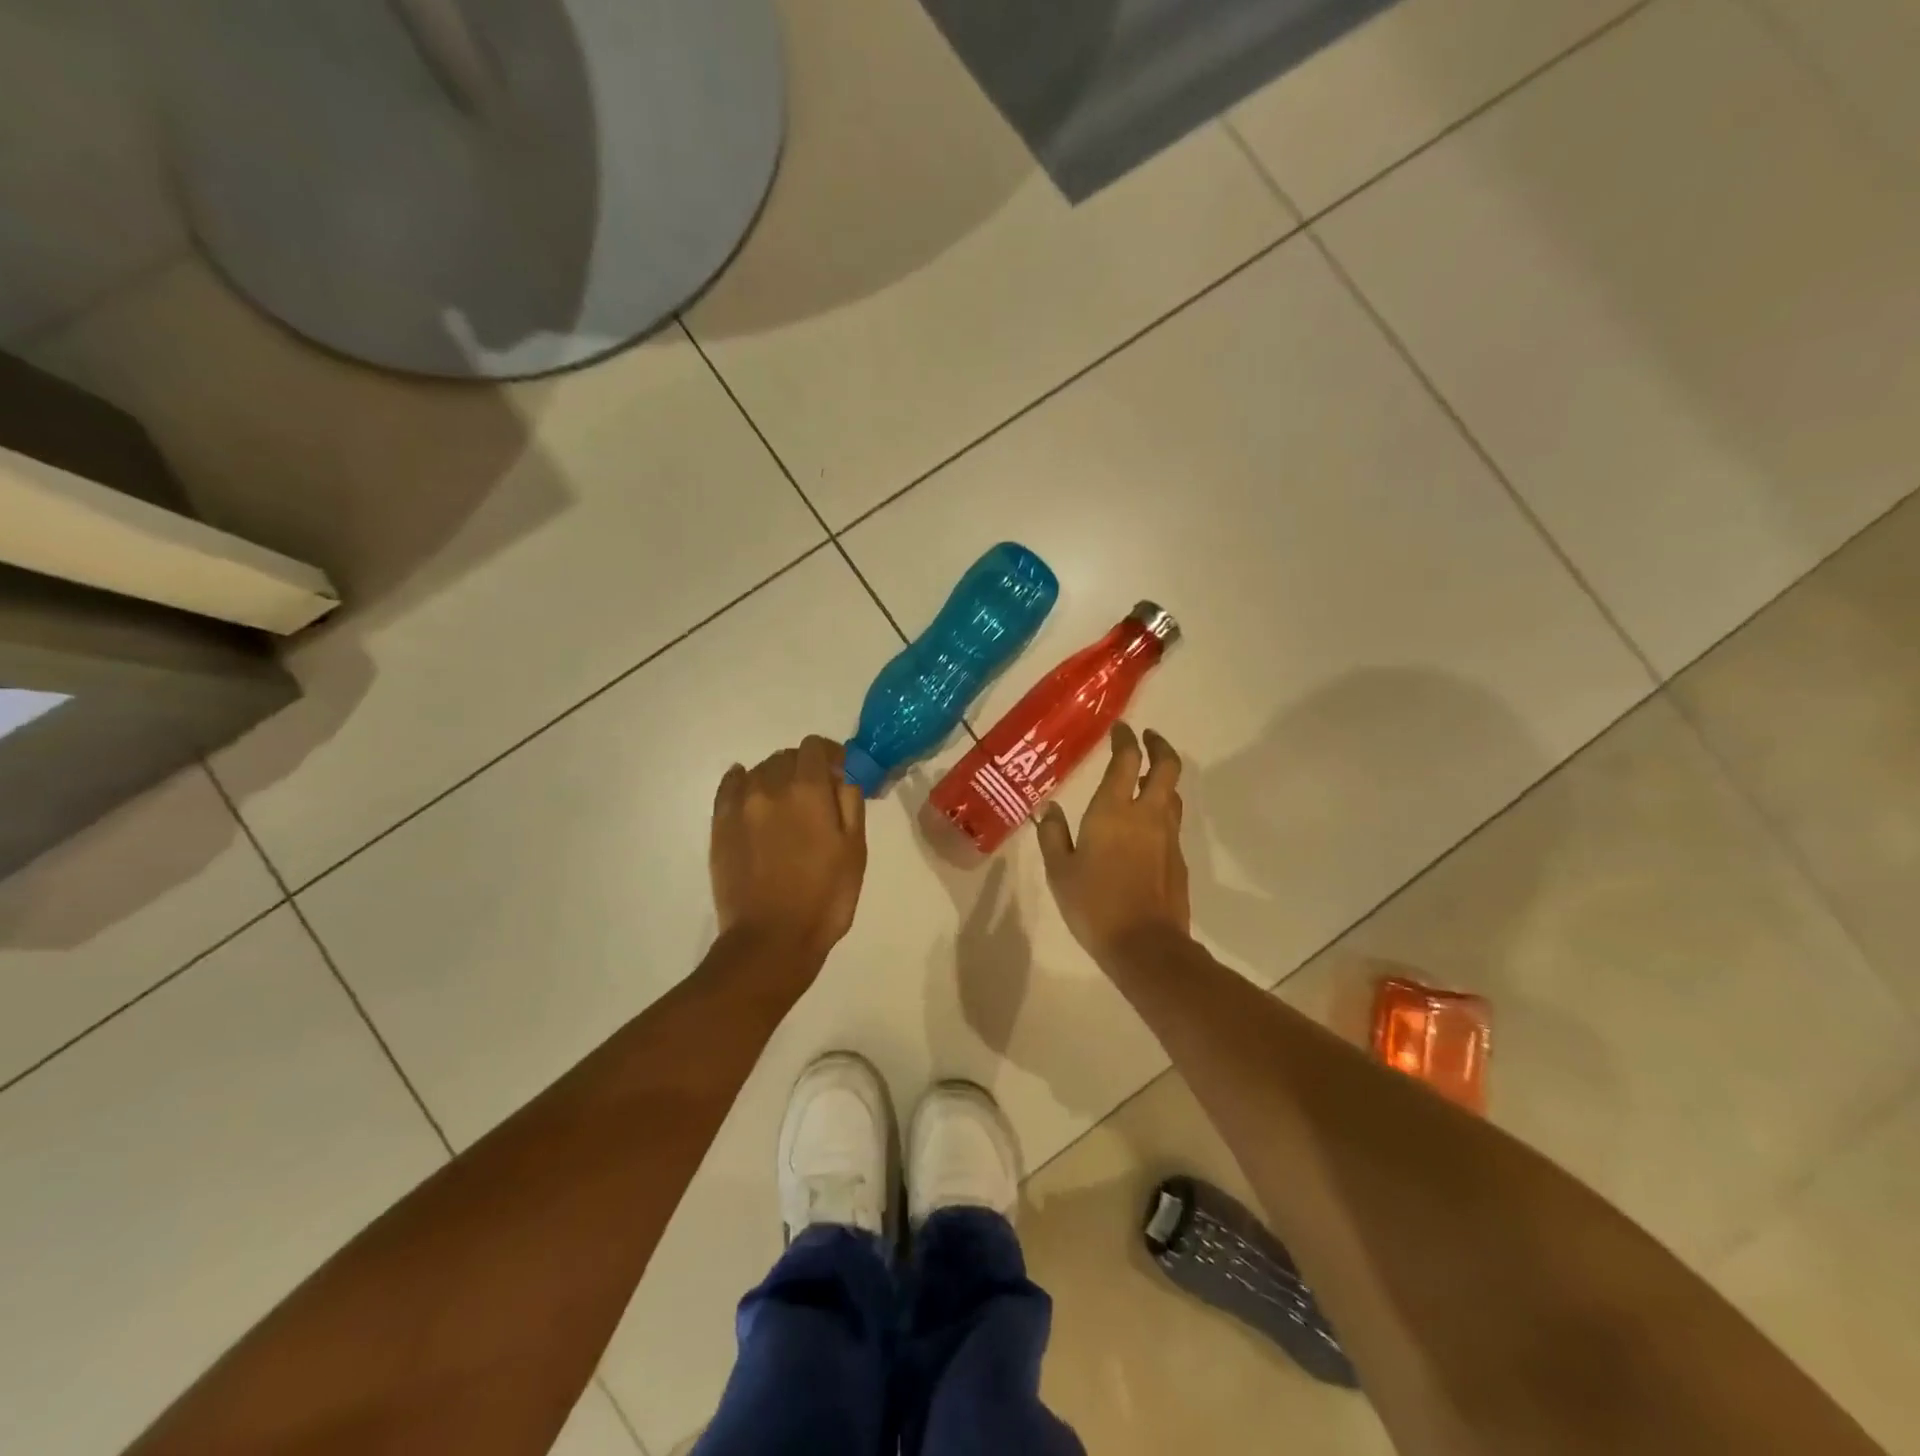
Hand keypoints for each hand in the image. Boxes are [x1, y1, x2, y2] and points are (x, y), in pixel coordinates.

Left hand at [711, 736, 867, 964]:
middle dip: (805, 768)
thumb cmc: (825, 898)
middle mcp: (770, 787)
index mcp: (807, 790)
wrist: (771, 940)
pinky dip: (743, 782)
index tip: (839, 773)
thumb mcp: (855, 850)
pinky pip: (730, 787)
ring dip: (777, 778)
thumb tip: (843, 774)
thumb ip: (850, 802)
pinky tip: (752, 795)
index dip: (830, 755)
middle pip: (786, 757)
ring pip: (760, 771)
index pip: (815, 747)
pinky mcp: (719, 826)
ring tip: (787, 805)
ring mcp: (740, 806)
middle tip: (817, 796)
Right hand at [1037, 723, 1190, 963]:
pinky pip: (1172, 822)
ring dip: (1163, 778)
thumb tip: (1049, 808)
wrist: (1145, 946)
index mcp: (1114, 810)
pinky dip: (1162, 810)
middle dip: (1158, 746)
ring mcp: (1168, 836)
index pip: (1127, 759)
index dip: (1125, 739)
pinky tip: (1145, 826)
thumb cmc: (1094, 905)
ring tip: (1146, 778)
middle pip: (1166, 766)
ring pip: (1173, 794)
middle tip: (1147, 738)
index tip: (1120, 729)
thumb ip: (1053, 835)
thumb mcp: (1059, 871)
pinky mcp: (1178, 859)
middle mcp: (1147, 814)